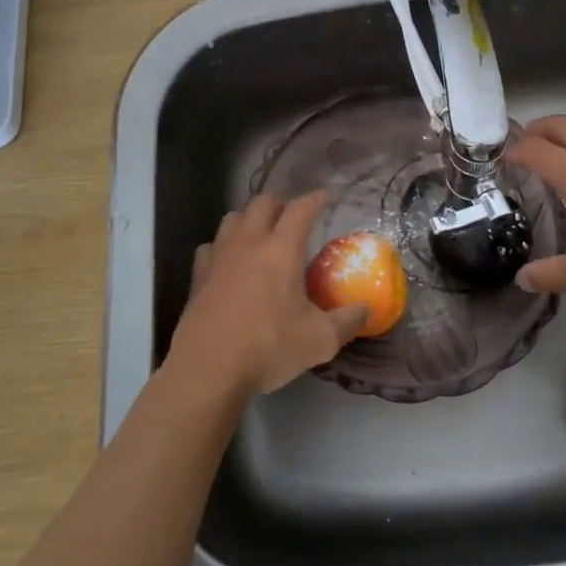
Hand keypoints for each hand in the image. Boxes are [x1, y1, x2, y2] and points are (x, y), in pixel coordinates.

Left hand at [167, 191, 367, 396]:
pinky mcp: (199, 275)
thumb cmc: (268, 348)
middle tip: (293, 217)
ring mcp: (219, 256)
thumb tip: (366, 310)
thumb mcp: (320, 340)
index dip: (315, 199)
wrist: (208, 370)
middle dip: (280, 203)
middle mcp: (248, 243)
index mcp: (281, 249)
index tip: (325, 196)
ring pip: (233, 218)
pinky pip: (211, 246)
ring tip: (261, 234)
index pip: (300, 209)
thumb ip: (347, 321)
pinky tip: (229, 262)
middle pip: (262, 203)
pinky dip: (223, 246)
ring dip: (250, 219)